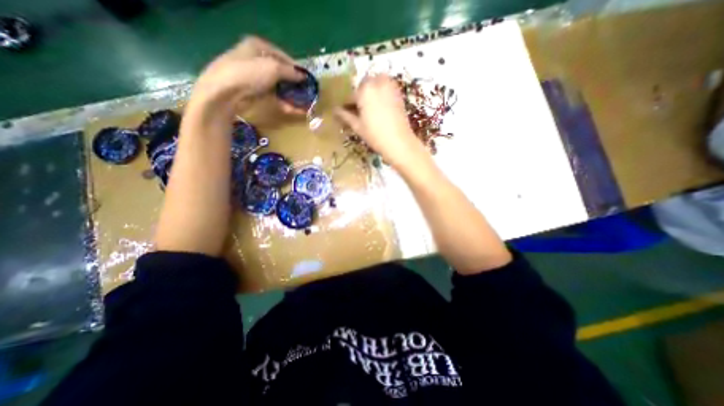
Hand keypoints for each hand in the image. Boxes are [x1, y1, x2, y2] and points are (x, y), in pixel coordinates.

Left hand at [187, 35, 302, 116]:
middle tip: (306, 92)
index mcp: (258, 46)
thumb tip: (304, 77)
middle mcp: (256, 60)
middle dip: (295, 84)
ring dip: (292, 96)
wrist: (224, 93)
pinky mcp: (254, 93)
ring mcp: (255, 78)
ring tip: (304, 104)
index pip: (283, 56)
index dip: (296, 68)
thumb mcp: (274, 68)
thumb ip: (291, 72)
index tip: (307, 79)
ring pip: (278, 87)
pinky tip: (295, 110)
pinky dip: (284, 103)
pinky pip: (274, 97)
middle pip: (281, 72)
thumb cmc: (249, 73)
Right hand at [333, 74, 424, 168]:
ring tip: (369, 108)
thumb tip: (334, 110)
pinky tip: (380, 107)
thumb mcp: (357, 126)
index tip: (345, 112)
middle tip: (359, 110)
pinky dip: (381, 92)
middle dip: (360, 96)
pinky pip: (386, 87)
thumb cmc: (375, 135)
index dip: (347, 105)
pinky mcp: (398, 92)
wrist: (399, 142)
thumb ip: (345, 115)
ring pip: (375, 83)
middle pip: (363, 86)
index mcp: (364, 90)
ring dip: (371, 91)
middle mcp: (377, 82)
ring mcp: (390, 86)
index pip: (350, 95)